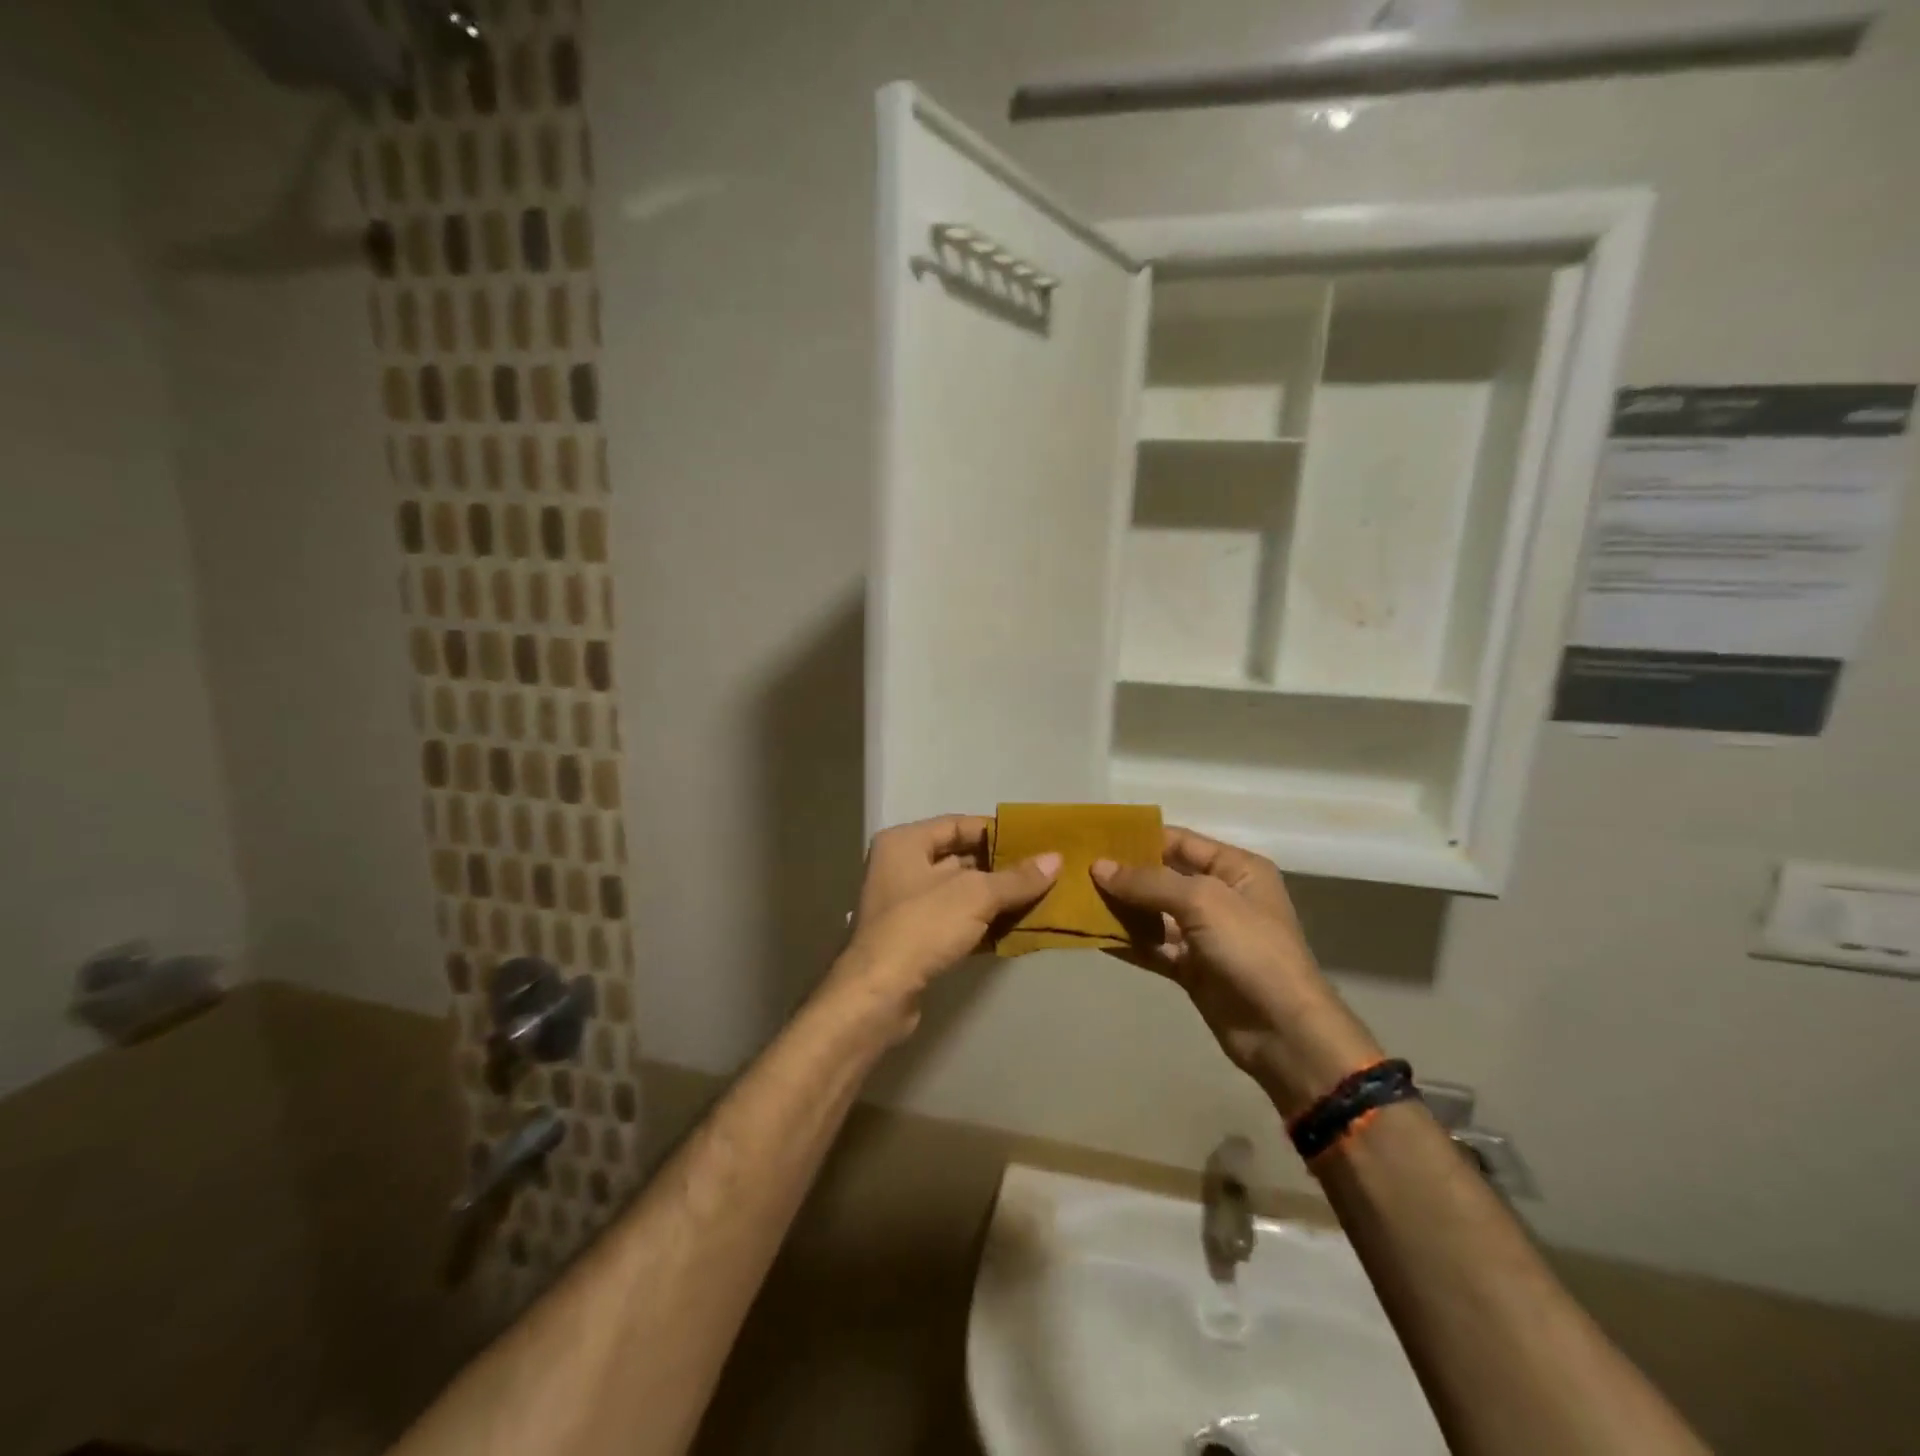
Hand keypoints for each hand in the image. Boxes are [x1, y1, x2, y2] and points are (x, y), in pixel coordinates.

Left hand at [830, 815, 1059, 1037]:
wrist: (879, 994)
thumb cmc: (922, 926)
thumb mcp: (976, 895)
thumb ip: (1016, 878)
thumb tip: (1056, 859)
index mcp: (904, 843)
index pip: (957, 824)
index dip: (995, 832)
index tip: (1032, 842)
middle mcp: (899, 867)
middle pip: (958, 859)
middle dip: (999, 868)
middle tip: (1042, 872)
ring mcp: (904, 905)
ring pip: (958, 893)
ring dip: (994, 898)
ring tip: (1037, 899)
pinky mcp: (912, 939)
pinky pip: (954, 921)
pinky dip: (981, 923)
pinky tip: (1013, 929)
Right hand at [1093, 827, 1382, 1118]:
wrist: (1283, 1032)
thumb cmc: (1251, 950)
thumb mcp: (1203, 901)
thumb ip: (1149, 882)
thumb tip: (1099, 867)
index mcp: (1236, 869)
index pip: (1180, 841)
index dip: (1139, 837)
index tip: (1094, 836)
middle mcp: (1220, 896)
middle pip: (1163, 876)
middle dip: (1124, 873)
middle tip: (1076, 867)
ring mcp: (1205, 934)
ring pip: (1153, 913)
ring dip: (1120, 907)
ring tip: (1075, 897)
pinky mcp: (1191, 968)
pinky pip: (1152, 946)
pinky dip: (1126, 940)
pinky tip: (1092, 933)